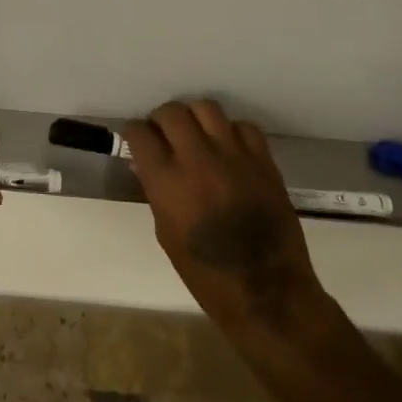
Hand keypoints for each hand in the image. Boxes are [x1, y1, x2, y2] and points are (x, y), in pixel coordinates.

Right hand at [124, 100, 328, 338]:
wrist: (267, 293)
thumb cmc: (206, 275)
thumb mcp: (166, 233)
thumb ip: (156, 191)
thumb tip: (146, 164)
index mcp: (167, 182)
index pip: (140, 134)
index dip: (134, 133)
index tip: (137, 140)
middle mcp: (198, 160)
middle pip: (172, 112)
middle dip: (161, 119)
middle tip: (164, 134)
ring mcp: (234, 157)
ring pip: (207, 108)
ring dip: (195, 117)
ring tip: (196, 134)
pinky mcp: (263, 162)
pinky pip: (244, 127)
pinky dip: (232, 132)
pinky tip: (229, 149)